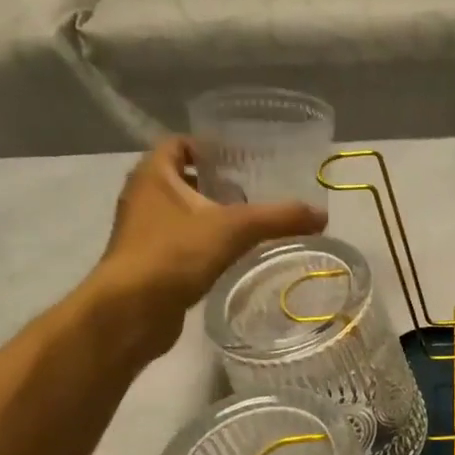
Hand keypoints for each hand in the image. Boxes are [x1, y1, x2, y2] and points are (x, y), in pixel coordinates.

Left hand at [90, 136, 325, 334]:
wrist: (132, 311)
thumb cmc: (175, 254)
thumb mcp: (235, 229)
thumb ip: (279, 218)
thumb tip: (322, 215)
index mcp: (153, 175)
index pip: (178, 144)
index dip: (208, 146)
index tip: (241, 159)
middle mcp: (142, 197)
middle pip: (181, 178)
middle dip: (214, 183)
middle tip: (252, 192)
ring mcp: (142, 232)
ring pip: (180, 213)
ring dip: (209, 215)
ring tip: (248, 224)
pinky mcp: (148, 263)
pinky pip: (179, 242)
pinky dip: (203, 243)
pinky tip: (230, 256)